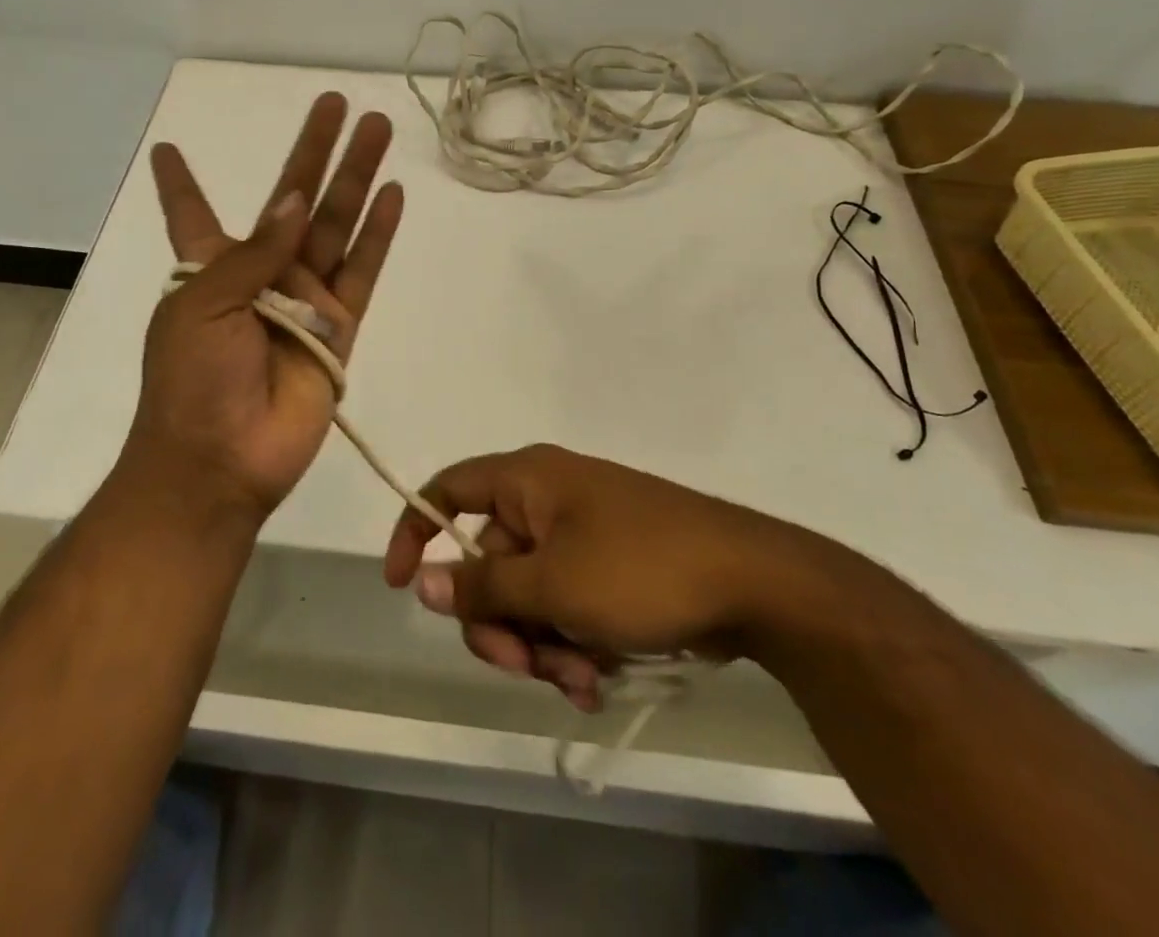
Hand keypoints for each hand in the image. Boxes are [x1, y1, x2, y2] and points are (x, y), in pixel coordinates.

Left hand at [128, 93, 403, 519]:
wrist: (222, 460)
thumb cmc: (192, 379)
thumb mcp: (204, 303)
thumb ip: (254, 251)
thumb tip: (295, 198)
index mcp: (209, 266)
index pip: (192, 212)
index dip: (181, 182)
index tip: (166, 148)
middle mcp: (260, 274)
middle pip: (292, 199)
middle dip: (314, 151)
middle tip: (337, 102)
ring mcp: (304, 298)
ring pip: (336, 225)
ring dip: (356, 177)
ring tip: (377, 128)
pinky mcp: (339, 329)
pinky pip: (362, 271)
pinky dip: (377, 234)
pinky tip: (392, 195)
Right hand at [383, 445, 838, 710]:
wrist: (755, 581)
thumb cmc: (641, 570)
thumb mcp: (554, 585)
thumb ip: (483, 586)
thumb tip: (424, 581)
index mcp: (526, 480)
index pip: (448, 489)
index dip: (415, 530)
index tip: (402, 586)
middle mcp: (547, 498)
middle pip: (488, 560)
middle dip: (501, 623)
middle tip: (529, 667)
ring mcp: (581, 532)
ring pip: (529, 593)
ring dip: (542, 644)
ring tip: (582, 679)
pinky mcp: (611, 564)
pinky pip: (566, 602)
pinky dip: (573, 641)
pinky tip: (601, 678)